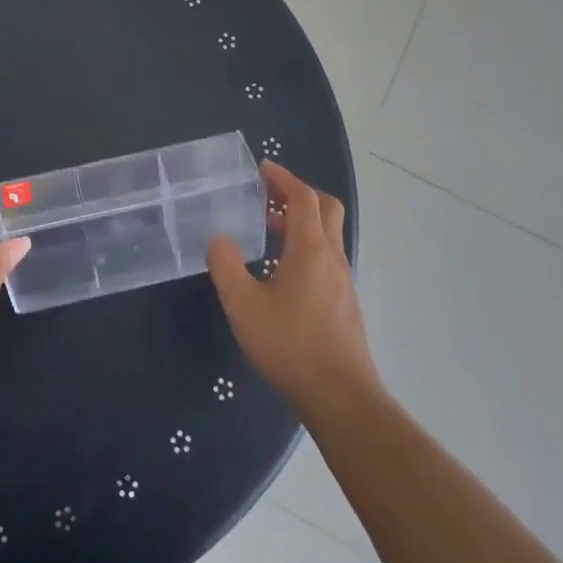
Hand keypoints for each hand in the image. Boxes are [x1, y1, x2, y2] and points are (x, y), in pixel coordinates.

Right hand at [206, 162, 377, 414]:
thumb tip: (219, 239)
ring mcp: (342, 280)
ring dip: (300, 221)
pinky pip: (325, 257)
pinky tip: (280, 270)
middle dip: (298, 193)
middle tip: (267, 194)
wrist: (339, 395)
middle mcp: (332, 257)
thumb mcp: (243, 305)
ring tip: (266, 229)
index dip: (284, 178)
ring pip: (326, 234)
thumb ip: (226, 267)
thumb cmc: (290, 344)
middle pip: (324, 209)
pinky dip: (304, 246)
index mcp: (310, 249)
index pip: (303, 198)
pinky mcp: (343, 301)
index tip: (262, 168)